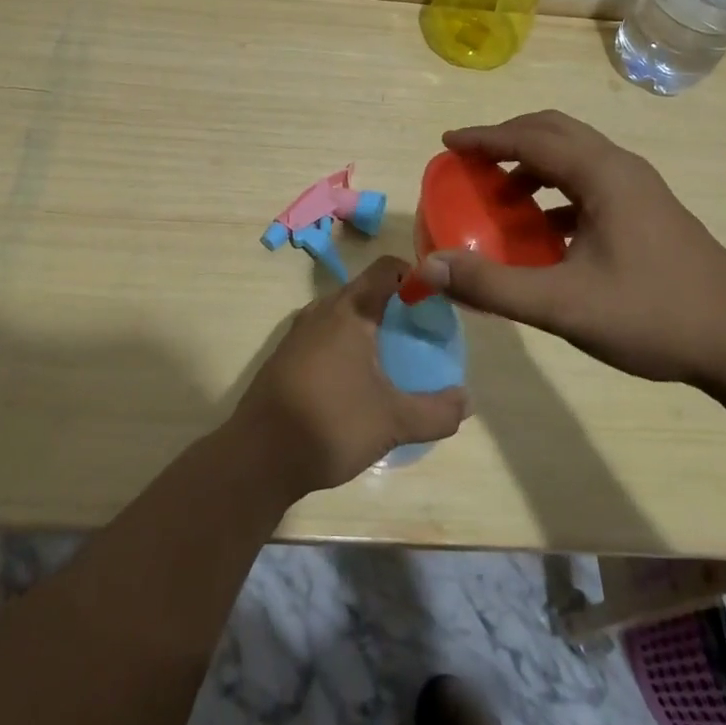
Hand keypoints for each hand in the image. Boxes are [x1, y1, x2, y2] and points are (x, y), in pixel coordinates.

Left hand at [230, 257, 469, 496]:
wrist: (259, 455)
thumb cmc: (330, 424)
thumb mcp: (393, 422)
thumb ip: (436, 412)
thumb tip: (467, 401)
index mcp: (350, 310)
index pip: (387, 268)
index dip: (414, 275)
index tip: (435, 301)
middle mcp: (322, 310)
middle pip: (366, 290)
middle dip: (395, 305)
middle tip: (421, 333)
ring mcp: (299, 331)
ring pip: (343, 314)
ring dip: (369, 326)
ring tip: (394, 358)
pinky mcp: (286, 355)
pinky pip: (325, 334)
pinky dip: (346, 344)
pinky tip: (358, 380)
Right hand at [409, 110, 725, 385]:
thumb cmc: (654, 316)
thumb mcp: (565, 305)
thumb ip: (494, 286)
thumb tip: (431, 267)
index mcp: (602, 174)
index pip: (530, 138)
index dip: (485, 138)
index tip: (447, 142)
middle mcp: (622, 168)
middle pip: (554, 131)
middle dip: (508, 140)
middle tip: (470, 160)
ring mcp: (641, 189)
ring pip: (576, 155)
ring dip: (533, 164)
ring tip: (501, 195)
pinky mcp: (650, 211)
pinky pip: (591, 182)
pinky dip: (557, 190)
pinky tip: (545, 230)